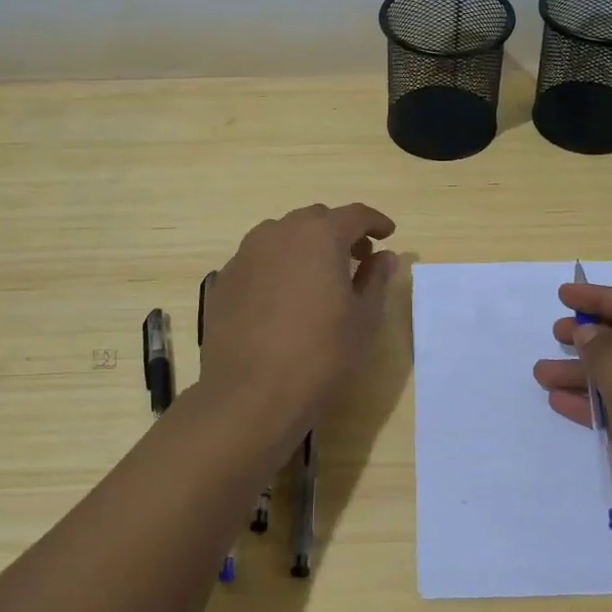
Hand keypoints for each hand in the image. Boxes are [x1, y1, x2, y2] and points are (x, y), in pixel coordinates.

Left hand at [200, 204, 398, 452]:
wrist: (250, 396)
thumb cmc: (321, 355)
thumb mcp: (364, 319)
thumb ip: (375, 279)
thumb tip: (383, 256)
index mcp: (319, 235)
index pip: (354, 214)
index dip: (375, 222)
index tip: (387, 234)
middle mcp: (279, 233)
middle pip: (315, 220)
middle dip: (339, 233)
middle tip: (357, 259)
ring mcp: (245, 255)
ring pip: (282, 236)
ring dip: (305, 247)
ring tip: (318, 278)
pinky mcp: (224, 280)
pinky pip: (259, 261)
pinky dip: (278, 267)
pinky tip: (284, 299)